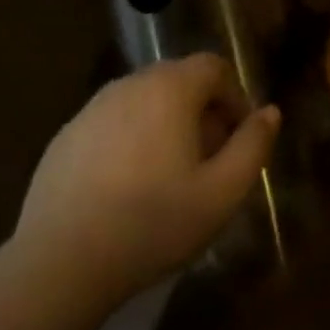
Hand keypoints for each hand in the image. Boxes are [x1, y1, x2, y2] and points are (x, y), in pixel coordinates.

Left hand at [13, 54, 280, 302]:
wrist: (60, 262)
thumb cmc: (153, 223)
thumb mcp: (222, 193)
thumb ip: (252, 146)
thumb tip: (269, 113)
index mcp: (170, 88)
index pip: (214, 67)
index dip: (234, 97)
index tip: (238, 139)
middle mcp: (130, 84)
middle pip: (178, 80)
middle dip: (202, 111)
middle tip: (209, 160)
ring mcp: (92, 108)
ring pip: (144, 101)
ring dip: (165, 125)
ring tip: (169, 176)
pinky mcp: (66, 136)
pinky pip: (112, 123)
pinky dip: (130, 140)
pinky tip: (126, 188)